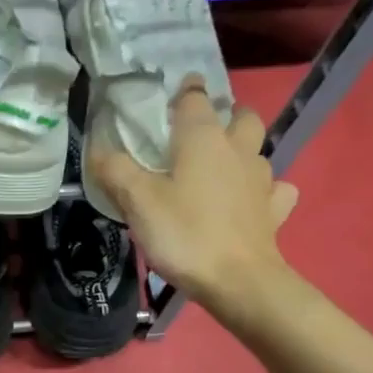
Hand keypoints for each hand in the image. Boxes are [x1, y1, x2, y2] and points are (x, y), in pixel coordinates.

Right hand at [92, 80, 299, 313]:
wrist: (238, 281)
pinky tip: (250, 203)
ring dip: (243, 153)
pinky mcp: (274, 211)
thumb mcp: (138, 201)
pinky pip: (275, 191)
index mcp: (203, 138)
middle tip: (202, 133)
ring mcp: (262, 180)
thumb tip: (98, 147)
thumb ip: (115, 170)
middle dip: (226, 116)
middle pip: (241, 117)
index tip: (173, 96)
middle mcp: (238, 150)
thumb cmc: (184, 234)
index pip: (195, 97)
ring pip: (258, 152)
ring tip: (221, 169)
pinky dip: (265, 192)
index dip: (184, 91)